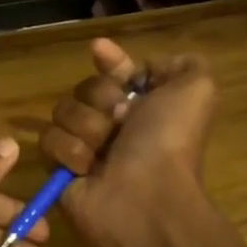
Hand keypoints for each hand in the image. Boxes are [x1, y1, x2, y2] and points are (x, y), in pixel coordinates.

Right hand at [40, 38, 217, 246]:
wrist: (145, 197)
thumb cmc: (169, 142)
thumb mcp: (197, 90)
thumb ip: (182, 65)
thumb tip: (143, 68)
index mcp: (145, 106)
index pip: (118, 72)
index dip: (110, 62)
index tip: (99, 50)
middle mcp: (114, 124)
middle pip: (86, 88)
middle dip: (102, 99)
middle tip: (121, 123)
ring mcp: (85, 146)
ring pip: (63, 111)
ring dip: (87, 128)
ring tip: (104, 152)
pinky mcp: (60, 168)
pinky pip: (48, 141)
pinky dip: (70, 152)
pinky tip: (88, 169)